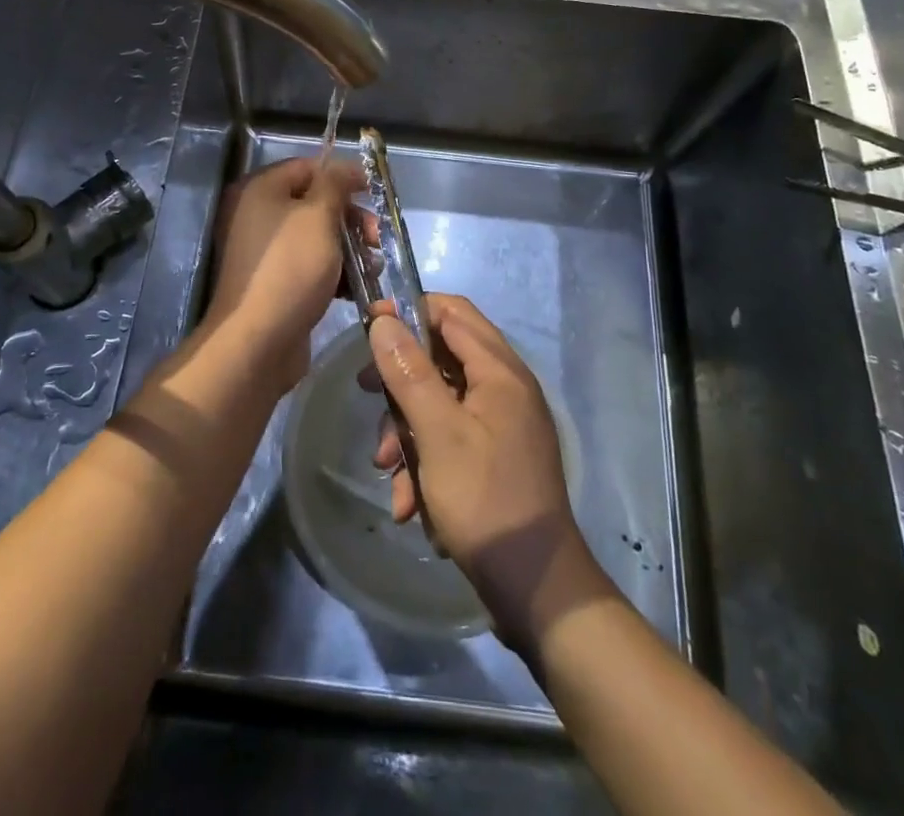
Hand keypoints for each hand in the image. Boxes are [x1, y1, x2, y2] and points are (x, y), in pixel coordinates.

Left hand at [201, 156, 364, 392]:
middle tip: (376, 238)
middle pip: (314, 203)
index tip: (373, 193)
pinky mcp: (275, 282)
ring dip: (349, 248)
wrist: (257, 341)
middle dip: (351, 219)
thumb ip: (335, 185)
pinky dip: (335, 271)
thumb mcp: (318, 217)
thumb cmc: (290, 268)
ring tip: (373, 267)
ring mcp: (265, 252)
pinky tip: (357, 287)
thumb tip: (345, 168)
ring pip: (317, 237)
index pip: (307, 167)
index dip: (342, 176)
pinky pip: (310, 265)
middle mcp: (257, 215)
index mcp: (260, 190)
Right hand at [365, 295, 603, 648]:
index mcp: (500, 371)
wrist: (536, 590)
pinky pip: (451, 438)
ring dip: (407, 430)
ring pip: (440, 402)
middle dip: (401, 380)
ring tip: (386, 468)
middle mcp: (505, 389)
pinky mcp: (494, 458)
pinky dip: (425, 460)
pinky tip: (408, 502)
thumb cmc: (485, 500)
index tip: (370, 327)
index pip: (452, 312)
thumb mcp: (438, 433)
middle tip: (367, 394)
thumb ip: (409, 372)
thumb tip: (383, 320)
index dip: (409, 311)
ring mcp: (501, 425)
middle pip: (442, 357)